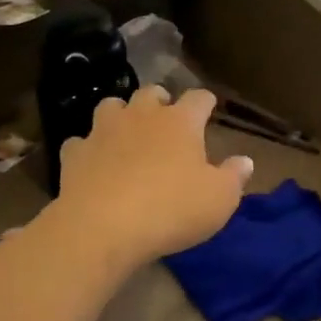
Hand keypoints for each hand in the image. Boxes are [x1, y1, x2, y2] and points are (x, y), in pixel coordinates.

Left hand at [50, 86, 252, 271]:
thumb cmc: (171, 210)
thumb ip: (234, 177)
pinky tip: (92, 162)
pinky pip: (81, 142)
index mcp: (180, 122)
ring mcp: (104, 131)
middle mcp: (141, 116)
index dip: (205, 102)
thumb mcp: (219, 200)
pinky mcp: (75, 153)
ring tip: (126, 131)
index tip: (209, 107)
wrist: (103, 228)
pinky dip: (88, 148)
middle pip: (151, 93)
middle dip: (160, 101)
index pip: (198, 98)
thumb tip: (245, 160)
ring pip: (111, 106)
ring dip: (121, 115)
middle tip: (165, 118)